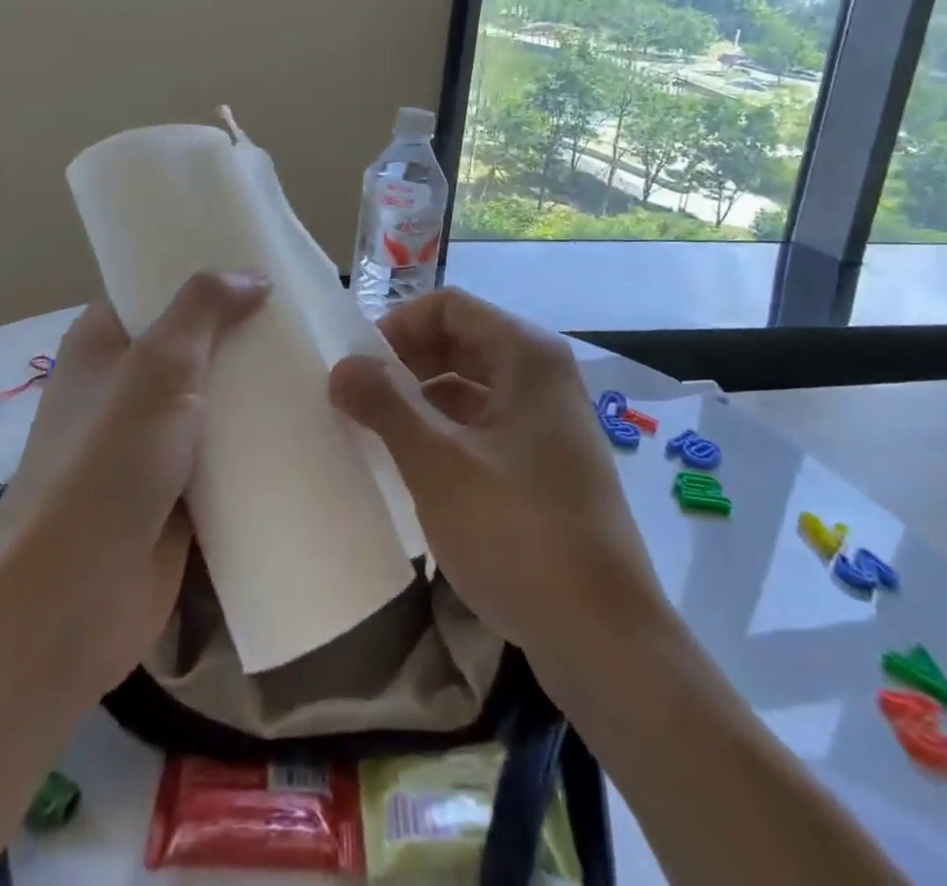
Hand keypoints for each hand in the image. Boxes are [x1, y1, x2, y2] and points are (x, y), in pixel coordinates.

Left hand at [0, 270, 268, 702]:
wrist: (72, 601)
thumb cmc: (106, 464)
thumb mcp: (157, 367)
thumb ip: (202, 308)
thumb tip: (253, 275)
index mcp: (103, 347)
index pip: (153, 290)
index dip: (202, 274)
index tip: (262, 265)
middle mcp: (125, 390)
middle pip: (193, 347)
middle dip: (244, 335)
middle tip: (308, 316)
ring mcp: (152, 446)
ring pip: (215, 404)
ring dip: (258, 392)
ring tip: (322, 366)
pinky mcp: (179, 495)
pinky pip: (227, 457)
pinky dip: (260, 445)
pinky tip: (310, 427)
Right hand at [329, 290, 665, 691]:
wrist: (603, 638)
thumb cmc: (518, 533)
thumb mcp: (438, 464)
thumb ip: (386, 404)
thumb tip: (343, 365)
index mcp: (526, 355)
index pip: (449, 307)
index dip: (398, 326)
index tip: (358, 367)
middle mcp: (543, 375)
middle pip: (462, 341)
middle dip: (407, 362)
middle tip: (359, 399)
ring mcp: (549, 420)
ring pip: (472, 386)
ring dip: (423, 399)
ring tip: (376, 432)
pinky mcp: (547, 463)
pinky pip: (486, 425)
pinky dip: (447, 432)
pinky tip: (415, 465)